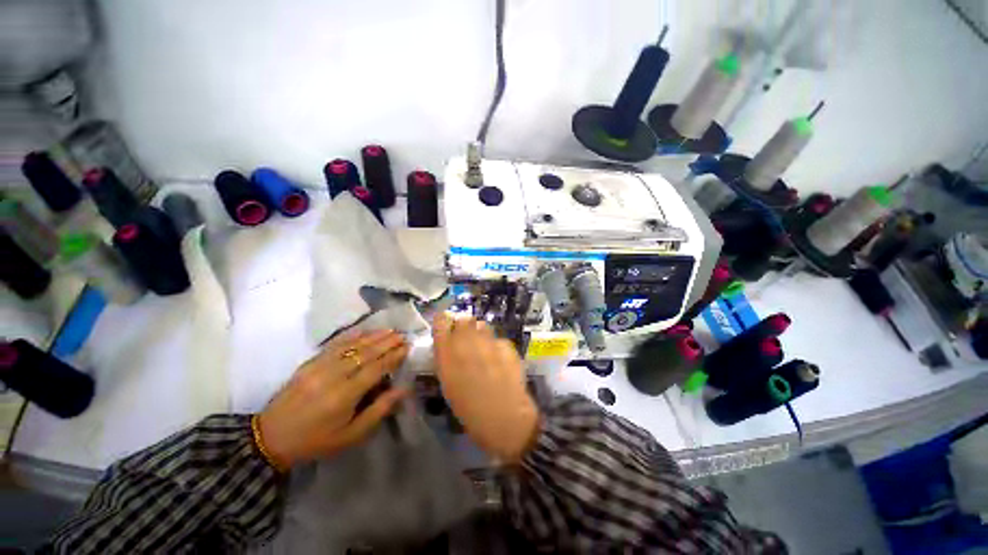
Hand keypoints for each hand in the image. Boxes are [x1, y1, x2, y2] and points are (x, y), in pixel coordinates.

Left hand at [257, 329, 409, 468]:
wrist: (270, 439)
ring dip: (372, 336)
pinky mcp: (309, 363)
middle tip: (402, 335)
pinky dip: (351, 336)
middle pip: (366, 353)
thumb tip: (402, 390)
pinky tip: (363, 331)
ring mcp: (319, 366)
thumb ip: (378, 410)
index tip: (407, 347)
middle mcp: (333, 376)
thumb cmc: (316, 441)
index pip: (376, 368)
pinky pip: (334, 344)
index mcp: (345, 395)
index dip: (393, 356)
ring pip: (352, 345)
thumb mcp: (351, 435)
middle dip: (386, 342)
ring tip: (389, 330)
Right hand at [432, 313, 538, 462]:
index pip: (441, 323)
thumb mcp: (449, 386)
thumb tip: (449, 346)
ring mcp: (489, 343)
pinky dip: (496, 345)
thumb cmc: (470, 410)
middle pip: (464, 319)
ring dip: (480, 333)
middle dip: (463, 326)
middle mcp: (467, 343)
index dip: (443, 321)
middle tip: (466, 339)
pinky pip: (497, 339)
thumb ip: (447, 361)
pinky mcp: (506, 346)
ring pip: (482, 325)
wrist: (505, 419)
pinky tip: (499, 359)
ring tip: (483, 348)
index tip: (445, 325)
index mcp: (448, 354)